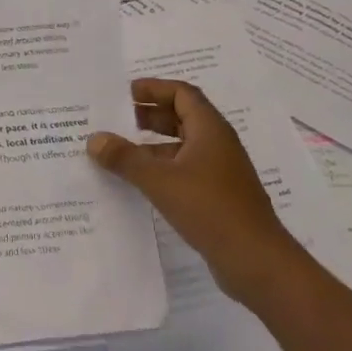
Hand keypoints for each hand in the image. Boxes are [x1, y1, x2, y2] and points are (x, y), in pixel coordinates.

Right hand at [87, 78, 298, 304]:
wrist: (257, 261)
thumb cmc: (210, 208)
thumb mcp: (160, 180)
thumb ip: (125, 158)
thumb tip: (94, 138)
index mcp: (210, 129)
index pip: (182, 93)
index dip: (154, 88)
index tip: (125, 93)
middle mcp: (217, 144)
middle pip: (182, 117)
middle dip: (150, 115)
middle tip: (118, 120)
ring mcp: (220, 172)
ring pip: (182, 147)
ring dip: (153, 145)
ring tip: (120, 153)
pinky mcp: (218, 197)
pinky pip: (185, 171)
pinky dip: (162, 169)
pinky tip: (140, 184)